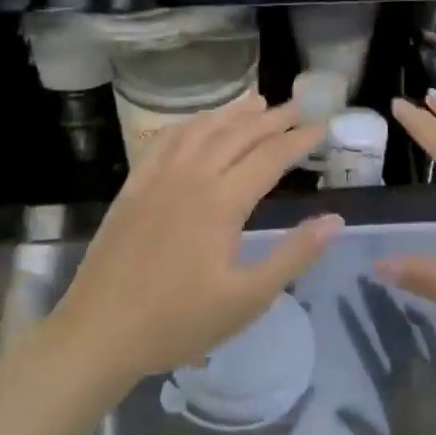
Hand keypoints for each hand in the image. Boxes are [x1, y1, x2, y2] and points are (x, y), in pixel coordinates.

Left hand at [53, 95, 339, 381]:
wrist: (100, 332)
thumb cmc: (179, 321)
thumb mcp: (247, 299)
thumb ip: (293, 255)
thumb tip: (335, 220)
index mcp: (222, 202)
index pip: (270, 157)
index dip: (300, 140)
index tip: (323, 127)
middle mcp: (191, 177)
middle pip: (238, 134)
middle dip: (273, 118)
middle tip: (300, 107)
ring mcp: (157, 178)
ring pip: (201, 130)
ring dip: (233, 113)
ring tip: (258, 101)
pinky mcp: (133, 187)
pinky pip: (164, 141)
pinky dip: (189, 124)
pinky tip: (198, 123)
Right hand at [337, 279, 435, 434]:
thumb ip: (361, 429)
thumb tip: (335, 404)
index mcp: (394, 394)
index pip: (371, 347)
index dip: (359, 321)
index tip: (348, 296)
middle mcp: (415, 378)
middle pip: (392, 333)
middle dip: (378, 305)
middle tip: (365, 278)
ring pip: (413, 335)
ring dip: (398, 311)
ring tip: (386, 287)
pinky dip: (426, 327)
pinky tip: (418, 311)